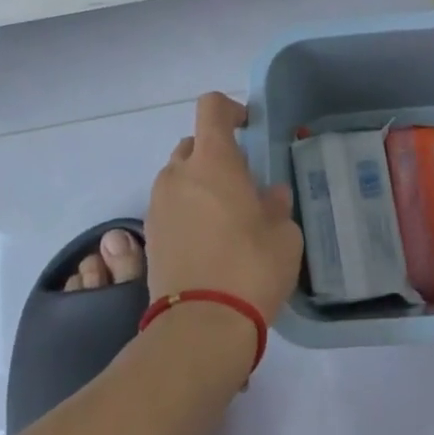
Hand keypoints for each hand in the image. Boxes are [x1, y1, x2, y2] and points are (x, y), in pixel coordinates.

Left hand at [146, 93, 303, 322]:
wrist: (201, 327)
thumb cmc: (251, 267)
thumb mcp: (284, 233)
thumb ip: (276, 205)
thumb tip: (270, 196)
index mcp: (212, 161)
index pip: (211, 108)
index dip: (230, 109)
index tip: (248, 127)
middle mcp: (178, 174)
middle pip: (193, 144)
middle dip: (215, 155)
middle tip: (241, 183)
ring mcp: (158, 205)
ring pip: (178, 178)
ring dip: (198, 185)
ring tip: (225, 217)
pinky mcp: (149, 237)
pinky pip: (169, 207)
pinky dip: (186, 212)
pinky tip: (208, 241)